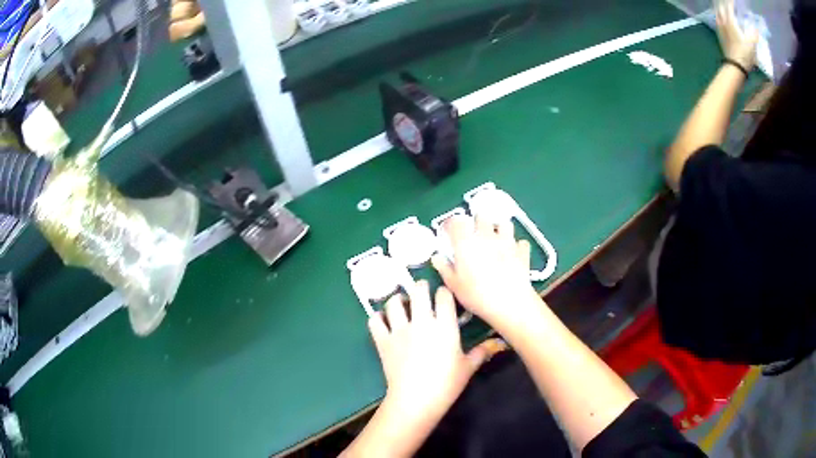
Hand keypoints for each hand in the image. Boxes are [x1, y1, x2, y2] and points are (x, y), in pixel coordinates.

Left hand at [368, 281, 491, 420]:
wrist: (416, 400)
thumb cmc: (446, 384)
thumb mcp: (467, 368)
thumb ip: (480, 352)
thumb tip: (496, 344)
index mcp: (444, 326)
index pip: (444, 295)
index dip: (444, 292)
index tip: (444, 297)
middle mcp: (421, 322)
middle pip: (418, 290)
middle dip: (421, 287)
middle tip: (422, 292)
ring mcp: (399, 330)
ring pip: (393, 302)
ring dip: (398, 300)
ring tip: (402, 304)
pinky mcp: (382, 341)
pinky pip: (375, 321)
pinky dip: (378, 318)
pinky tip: (384, 322)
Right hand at [432, 215, 540, 331]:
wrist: (510, 303)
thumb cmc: (477, 295)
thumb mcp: (453, 284)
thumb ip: (444, 267)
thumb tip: (437, 258)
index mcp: (466, 242)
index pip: (456, 221)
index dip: (451, 225)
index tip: (449, 233)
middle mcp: (486, 236)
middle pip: (481, 216)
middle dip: (476, 223)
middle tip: (472, 236)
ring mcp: (507, 241)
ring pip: (503, 224)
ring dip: (499, 229)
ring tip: (494, 241)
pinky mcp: (522, 251)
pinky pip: (520, 242)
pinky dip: (516, 246)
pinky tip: (513, 255)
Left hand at [716, 0, 758, 69]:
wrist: (735, 65)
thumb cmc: (744, 53)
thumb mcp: (752, 44)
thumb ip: (754, 34)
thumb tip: (757, 28)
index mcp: (730, 21)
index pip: (729, 7)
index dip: (731, 2)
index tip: (734, 1)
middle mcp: (723, 20)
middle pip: (721, 7)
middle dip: (725, 3)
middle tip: (729, 3)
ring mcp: (719, 26)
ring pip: (717, 12)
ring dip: (720, 7)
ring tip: (723, 7)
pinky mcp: (719, 32)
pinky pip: (716, 19)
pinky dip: (718, 14)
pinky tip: (720, 16)